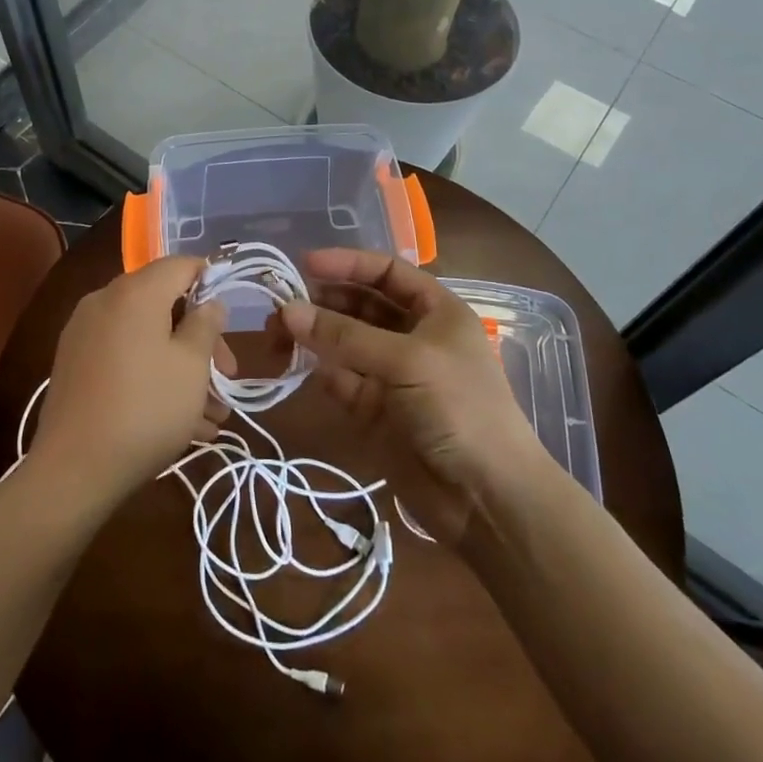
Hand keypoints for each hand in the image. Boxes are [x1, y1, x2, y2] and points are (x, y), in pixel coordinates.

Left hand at [29, 256, 233, 508]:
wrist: (73, 469)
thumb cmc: (146, 409)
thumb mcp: (192, 366)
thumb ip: (206, 324)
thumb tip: (209, 302)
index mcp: (135, 292)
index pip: (181, 265)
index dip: (212, 282)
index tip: (231, 319)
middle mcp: (104, 301)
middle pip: (164, 304)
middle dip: (200, 340)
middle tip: (225, 378)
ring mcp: (84, 333)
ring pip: (146, 337)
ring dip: (180, 367)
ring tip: (210, 415)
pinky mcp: (74, 364)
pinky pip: (124, 357)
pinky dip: (151, 376)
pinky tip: (179, 422)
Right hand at [275, 249, 540, 546]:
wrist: (486, 497)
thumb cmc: (458, 408)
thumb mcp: (406, 360)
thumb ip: (345, 335)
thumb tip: (287, 310)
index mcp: (436, 311)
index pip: (387, 272)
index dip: (348, 263)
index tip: (305, 263)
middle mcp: (413, 336)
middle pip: (361, 304)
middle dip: (323, 300)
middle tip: (281, 304)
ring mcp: (393, 374)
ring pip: (345, 342)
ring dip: (314, 334)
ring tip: (276, 332)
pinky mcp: (375, 409)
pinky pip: (341, 378)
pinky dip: (320, 369)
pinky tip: (295, 363)